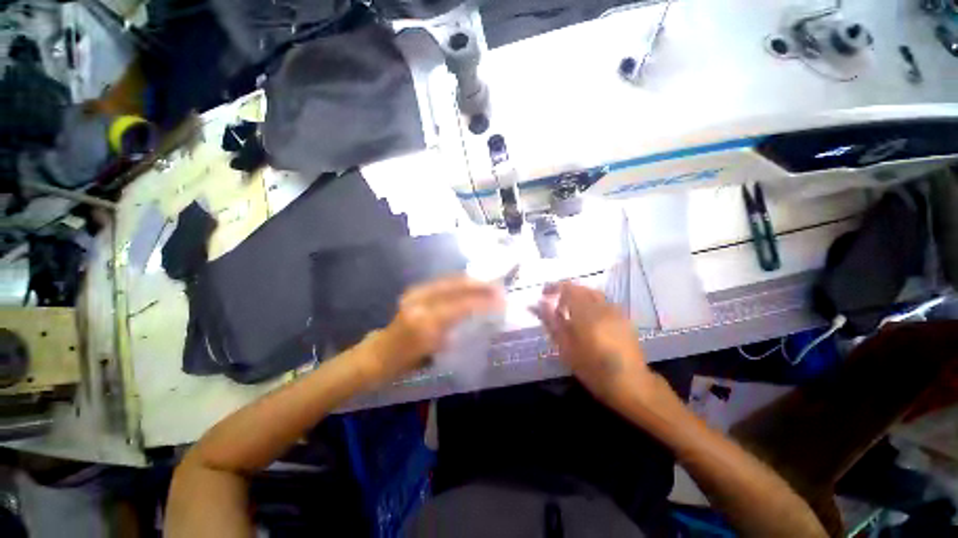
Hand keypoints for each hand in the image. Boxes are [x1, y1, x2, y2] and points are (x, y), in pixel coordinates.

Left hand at [361, 275, 504, 384]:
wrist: (378, 355)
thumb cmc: (407, 362)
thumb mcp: (435, 352)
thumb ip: (456, 330)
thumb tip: (479, 317)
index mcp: (425, 321)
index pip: (461, 305)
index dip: (483, 301)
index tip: (501, 301)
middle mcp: (420, 301)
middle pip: (456, 285)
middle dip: (479, 284)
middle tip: (497, 287)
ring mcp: (415, 292)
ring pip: (449, 280)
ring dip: (470, 281)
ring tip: (487, 284)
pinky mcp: (414, 290)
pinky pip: (442, 282)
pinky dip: (459, 282)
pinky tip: (469, 285)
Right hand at [531, 282, 656, 407]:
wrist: (630, 383)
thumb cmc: (592, 368)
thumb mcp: (565, 346)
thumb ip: (550, 321)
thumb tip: (537, 304)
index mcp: (586, 312)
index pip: (567, 288)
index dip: (553, 287)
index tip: (543, 294)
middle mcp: (601, 306)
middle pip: (581, 288)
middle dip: (565, 293)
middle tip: (555, 306)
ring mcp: (615, 311)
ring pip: (593, 294)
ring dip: (579, 298)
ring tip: (571, 314)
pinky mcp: (624, 318)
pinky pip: (603, 303)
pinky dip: (591, 305)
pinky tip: (589, 322)